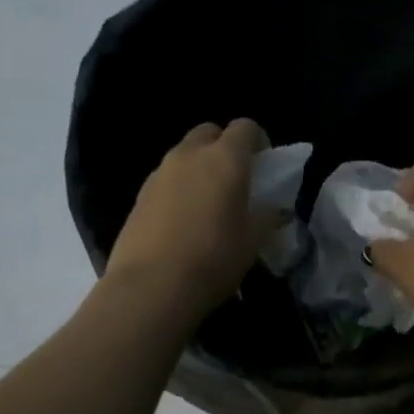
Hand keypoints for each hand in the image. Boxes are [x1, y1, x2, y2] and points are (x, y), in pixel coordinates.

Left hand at [105, 119, 275, 313]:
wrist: (152, 286)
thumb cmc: (214, 258)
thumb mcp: (253, 240)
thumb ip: (267, 217)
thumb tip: (275, 209)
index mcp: (225, 159)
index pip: (245, 127)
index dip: (258, 140)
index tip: (264, 164)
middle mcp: (189, 155)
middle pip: (209, 132)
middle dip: (224, 147)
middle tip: (235, 179)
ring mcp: (159, 173)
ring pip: (184, 155)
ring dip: (199, 167)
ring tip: (208, 203)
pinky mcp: (139, 195)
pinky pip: (166, 179)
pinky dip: (179, 188)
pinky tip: (183, 221)